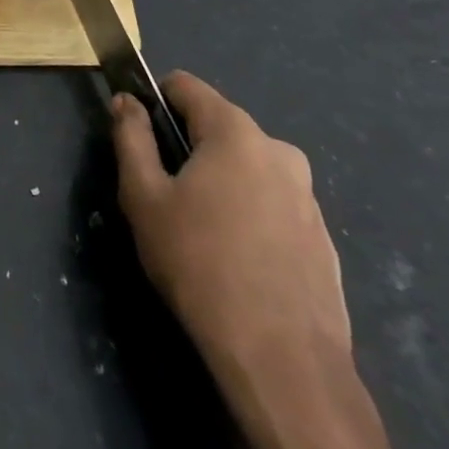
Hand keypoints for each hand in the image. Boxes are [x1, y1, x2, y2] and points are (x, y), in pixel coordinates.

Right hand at [112, 72, 349, 385]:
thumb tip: (126, 101)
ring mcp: (306, 194)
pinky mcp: (321, 236)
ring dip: (219, 182)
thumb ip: (131, 137)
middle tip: (165, 197)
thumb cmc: (201, 266)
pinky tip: (237, 262)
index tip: (138, 135)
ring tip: (200, 235)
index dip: (154, 100)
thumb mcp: (144, 198)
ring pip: (245, 167)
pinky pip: (271, 204)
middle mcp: (278, 149)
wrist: (285, 363)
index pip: (185, 85)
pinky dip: (249, 215)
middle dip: (187, 148)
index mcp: (234, 131)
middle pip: (216, 126)